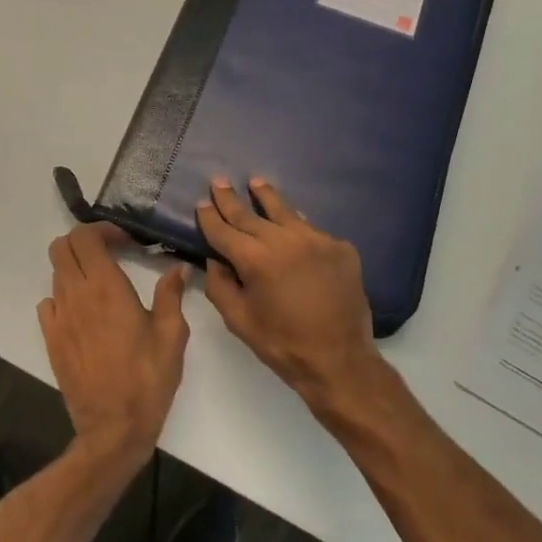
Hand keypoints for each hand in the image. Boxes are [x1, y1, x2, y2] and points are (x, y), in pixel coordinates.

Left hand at [38, 224, 188, 466]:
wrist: (113, 428)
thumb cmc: (148, 379)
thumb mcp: (171, 335)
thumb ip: (171, 295)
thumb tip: (177, 269)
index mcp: (106, 288)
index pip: (85, 237)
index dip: (103, 230)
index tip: (126, 241)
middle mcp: (76, 296)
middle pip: (61, 247)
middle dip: (85, 242)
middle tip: (112, 254)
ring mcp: (59, 318)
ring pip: (56, 273)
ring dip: (76, 268)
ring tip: (103, 283)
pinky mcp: (51, 339)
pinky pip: (49, 302)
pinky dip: (64, 295)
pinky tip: (85, 312)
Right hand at [196, 177, 387, 415]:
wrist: (340, 360)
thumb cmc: (282, 345)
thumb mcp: (239, 320)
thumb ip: (220, 285)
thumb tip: (214, 260)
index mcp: (256, 260)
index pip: (225, 231)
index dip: (210, 217)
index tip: (201, 202)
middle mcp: (286, 240)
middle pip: (251, 215)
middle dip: (232, 200)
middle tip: (219, 181)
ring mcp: (317, 240)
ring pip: (286, 212)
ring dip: (267, 197)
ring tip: (256, 182)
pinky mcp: (340, 247)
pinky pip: (312, 230)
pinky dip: (297, 226)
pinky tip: (292, 222)